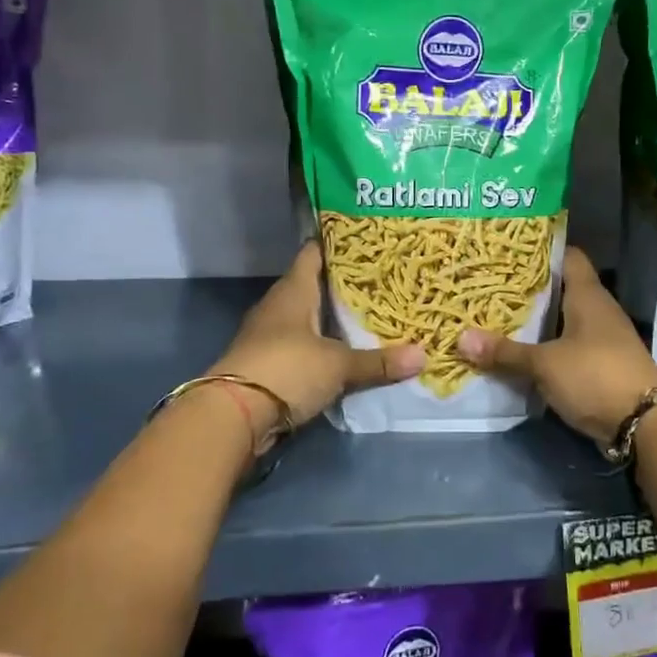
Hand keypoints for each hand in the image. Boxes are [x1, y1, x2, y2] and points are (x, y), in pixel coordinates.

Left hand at [208, 241, 423, 443]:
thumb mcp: (338, 366)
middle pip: (313, 286)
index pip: (314, 253)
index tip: (366, 240)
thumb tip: (423, 356)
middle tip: (381, 280)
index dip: (338, 245)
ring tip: (370, 315)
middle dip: (343, 285)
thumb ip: (378, 361)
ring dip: (331, 319)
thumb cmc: (287, 369)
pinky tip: (344, 352)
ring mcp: (268, 335)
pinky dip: (320, 346)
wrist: (233, 415)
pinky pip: (300, 346)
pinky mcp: (266, 363)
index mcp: (293, 290)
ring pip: (306, 317)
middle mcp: (278, 305)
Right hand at [457, 247, 656, 446]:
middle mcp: (599, 310)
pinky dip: (549, 347)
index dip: (543, 250)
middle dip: (531, 289)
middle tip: (493, 285)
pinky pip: (570, 347)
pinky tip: (524, 353)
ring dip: (539, 322)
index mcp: (588, 295)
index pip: (568, 256)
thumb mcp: (544, 364)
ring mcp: (604, 339)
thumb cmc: (595, 375)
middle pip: (563, 289)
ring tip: (500, 317)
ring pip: (565, 320)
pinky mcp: (603, 365)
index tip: (511, 251)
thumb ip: (506, 352)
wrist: (645, 422)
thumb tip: (461, 338)